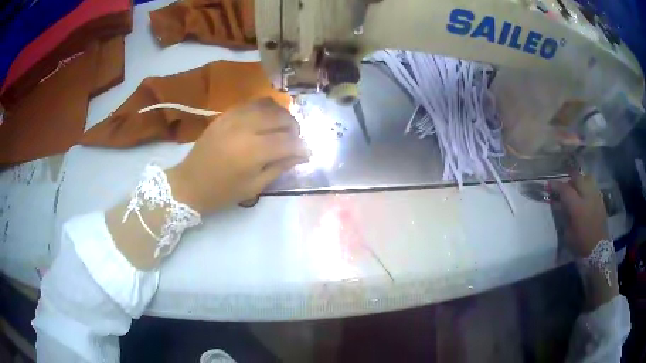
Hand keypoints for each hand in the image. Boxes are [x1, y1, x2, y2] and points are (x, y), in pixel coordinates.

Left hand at [167, 98, 308, 213]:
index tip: (308, 153)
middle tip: (295, 140)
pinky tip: (266, 120)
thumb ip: (280, 167)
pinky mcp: (225, 115)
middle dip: (294, 127)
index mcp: (253, 152)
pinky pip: (251, 104)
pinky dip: (264, 109)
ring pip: (267, 105)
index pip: (288, 141)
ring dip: (281, 114)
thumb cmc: (223, 192)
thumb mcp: (255, 186)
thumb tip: (302, 154)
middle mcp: (245, 129)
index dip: (302, 147)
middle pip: (280, 117)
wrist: (190, 183)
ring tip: (283, 127)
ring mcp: (234, 118)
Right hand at [550, 173, 608, 257]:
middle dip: (569, 180)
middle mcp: (587, 197)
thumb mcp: (568, 234)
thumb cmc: (580, 245)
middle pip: (577, 178)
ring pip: (587, 178)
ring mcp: (596, 197)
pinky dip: (588, 186)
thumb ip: (564, 216)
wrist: (598, 251)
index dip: (556, 185)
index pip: (565, 189)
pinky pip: (593, 186)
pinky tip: (585, 195)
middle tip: (564, 187)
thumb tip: (558, 204)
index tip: (549, 185)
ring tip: (576, 188)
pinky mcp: (601, 200)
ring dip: (580, 180)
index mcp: (577, 207)